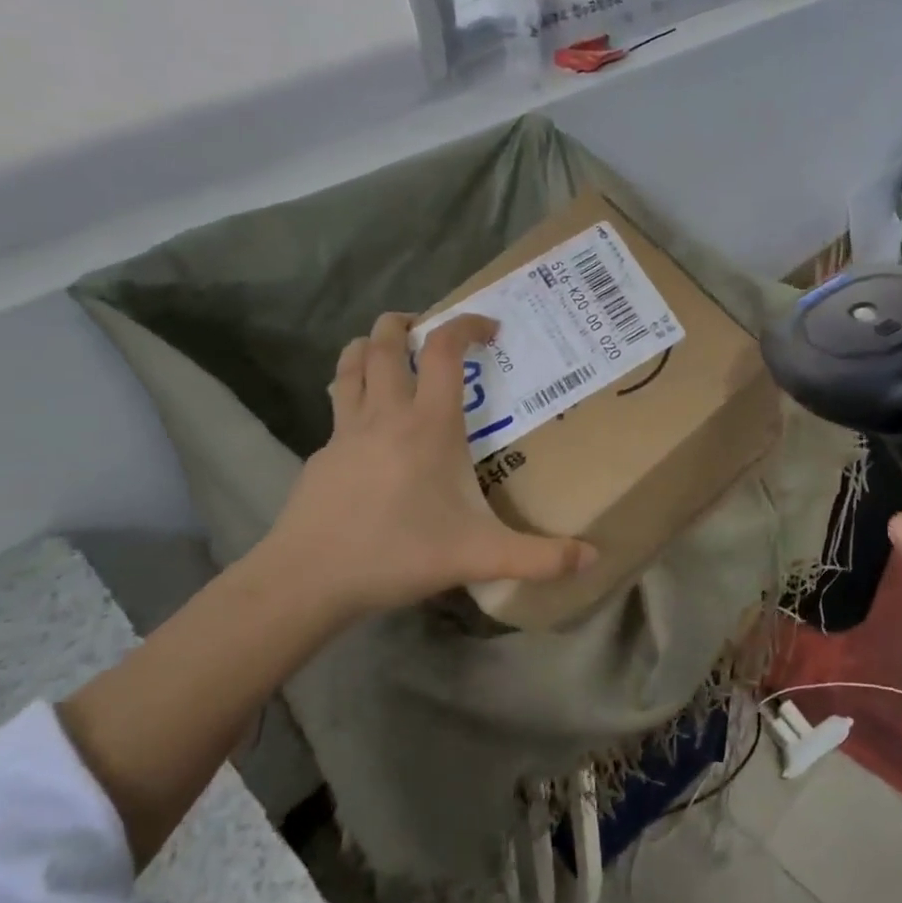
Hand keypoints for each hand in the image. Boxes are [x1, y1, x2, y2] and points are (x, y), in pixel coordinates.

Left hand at [240, 312, 594, 618]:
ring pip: (351, 365)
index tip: (490, 327)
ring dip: (370, 346)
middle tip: (428, 328)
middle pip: (385, 343)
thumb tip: (593, 558)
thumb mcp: (480, 556)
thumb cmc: (399, 553)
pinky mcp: (322, 454)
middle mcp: (385, 415)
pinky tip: (368, 423)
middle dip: (406, 323)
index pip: (442, 350)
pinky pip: (338, 405)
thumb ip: (540, 557)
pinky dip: (353, 391)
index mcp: (428, 425)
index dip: (466, 325)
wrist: (307, 579)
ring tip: (389, 351)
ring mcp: (346, 431)